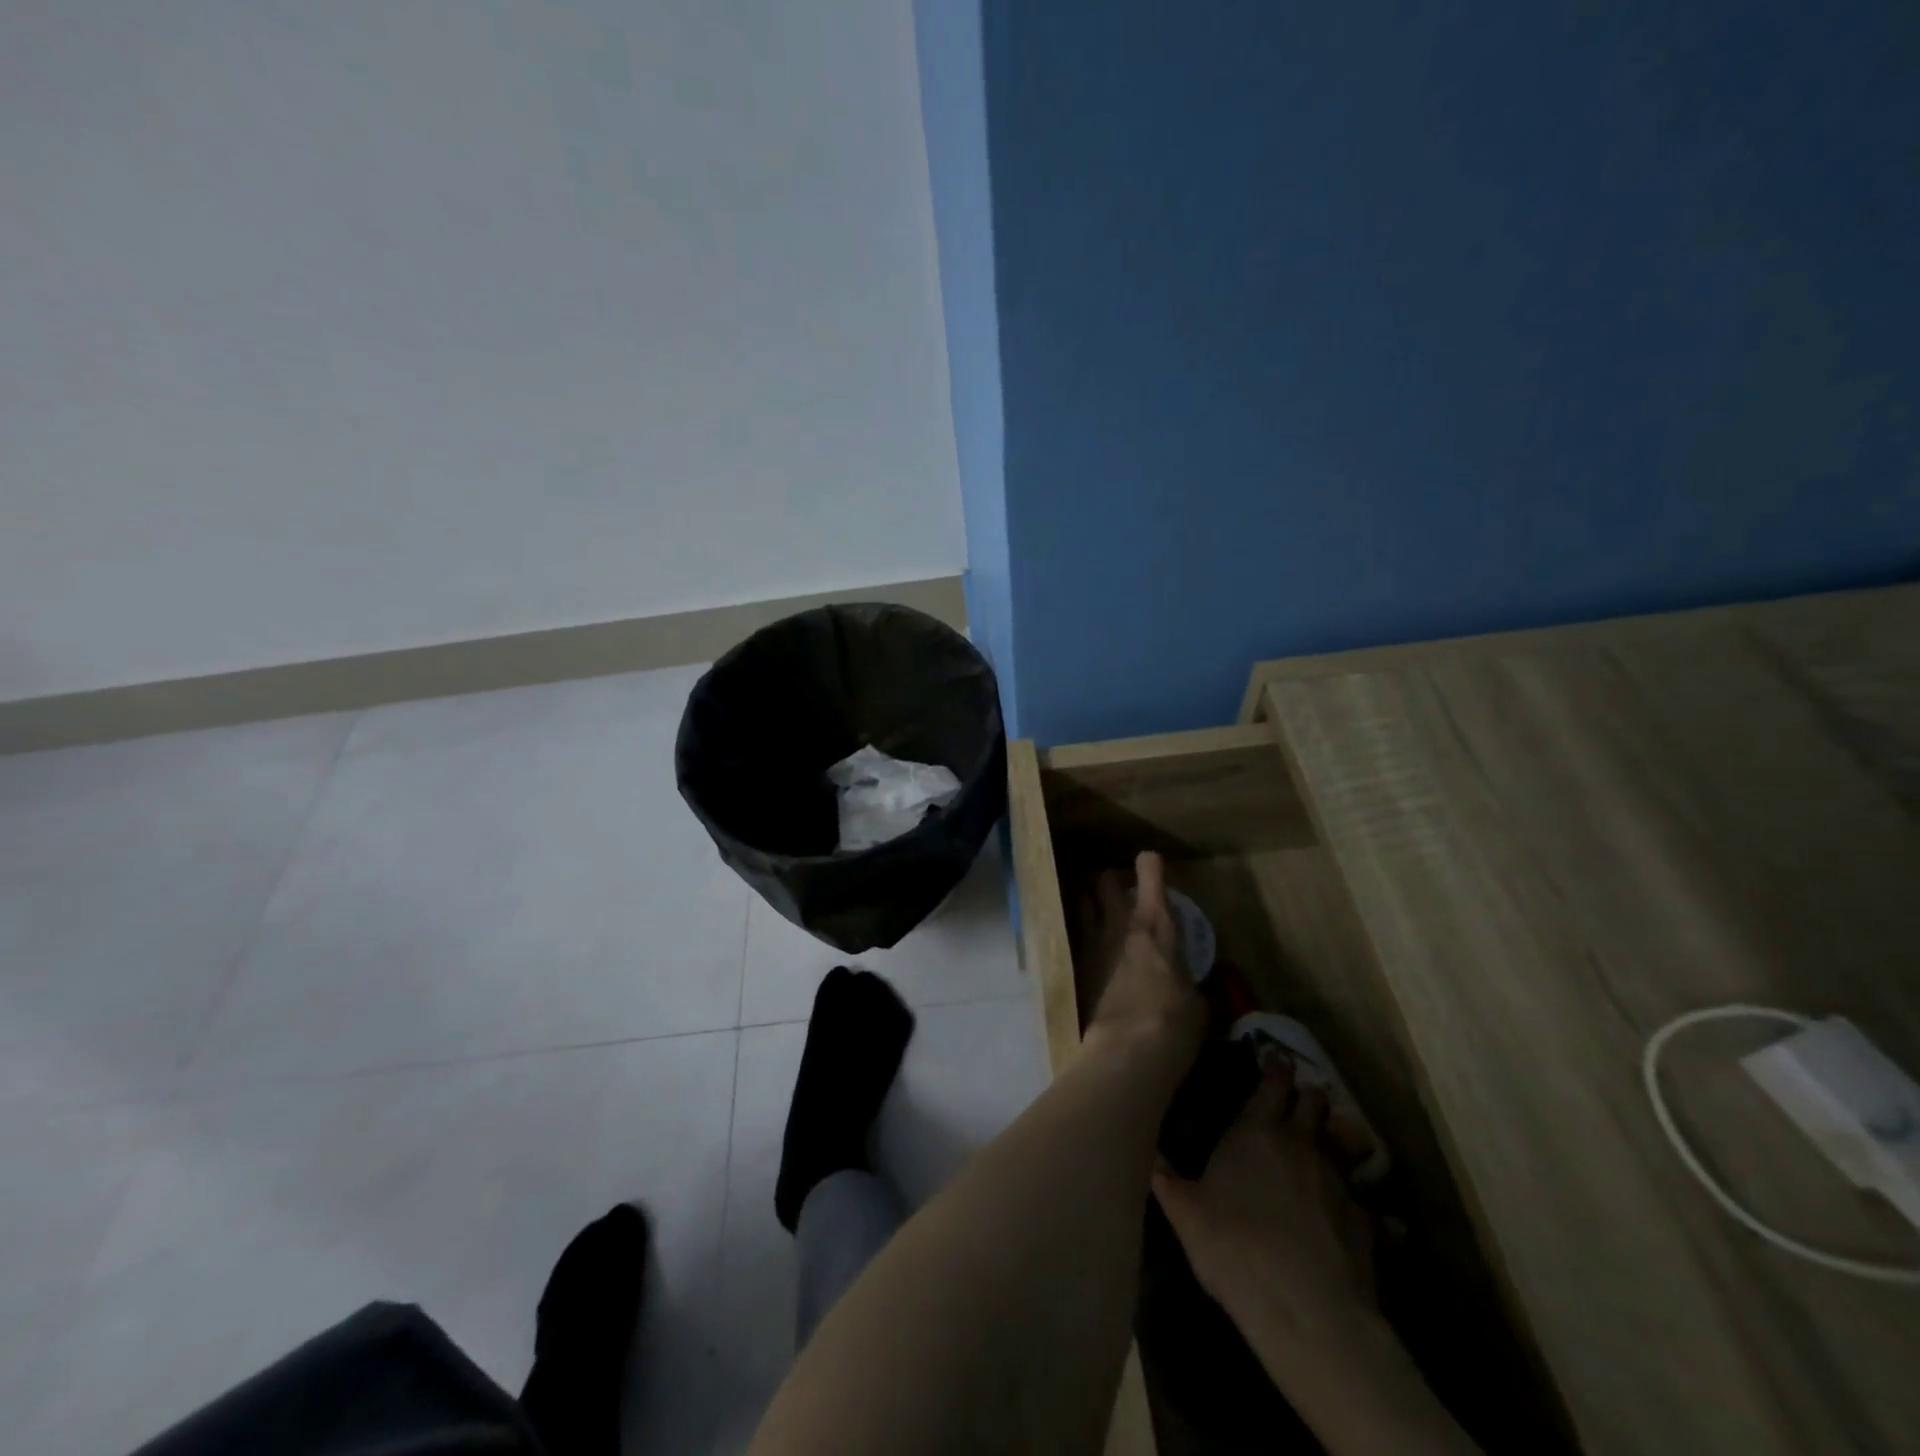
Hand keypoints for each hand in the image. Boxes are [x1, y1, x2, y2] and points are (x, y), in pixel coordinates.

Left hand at [1082, 852, 1203, 1058]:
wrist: (1126, 1050)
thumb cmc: (1174, 1022)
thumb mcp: (1196, 1002)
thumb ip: (1188, 982)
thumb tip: (1187, 985)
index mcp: (1155, 926)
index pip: (1150, 876)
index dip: (1151, 866)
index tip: (1150, 860)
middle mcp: (1120, 926)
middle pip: (1106, 883)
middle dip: (1112, 880)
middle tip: (1120, 888)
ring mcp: (1093, 946)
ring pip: (1084, 906)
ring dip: (1091, 904)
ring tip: (1098, 911)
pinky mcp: (1077, 970)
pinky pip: (1077, 939)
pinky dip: (1083, 937)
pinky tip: (1089, 949)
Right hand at [1152, 1056, 1375, 1349]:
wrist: (1308, 1312)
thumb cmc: (1235, 1247)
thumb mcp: (1184, 1213)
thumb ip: (1167, 1178)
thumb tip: (1149, 1153)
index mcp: (1257, 1130)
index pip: (1273, 1081)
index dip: (1275, 1065)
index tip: (1274, 1054)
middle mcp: (1302, 1143)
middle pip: (1315, 1099)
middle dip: (1308, 1094)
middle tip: (1297, 1098)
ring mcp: (1339, 1181)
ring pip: (1345, 1141)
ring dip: (1337, 1138)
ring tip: (1328, 1148)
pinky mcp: (1367, 1222)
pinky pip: (1368, 1202)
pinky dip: (1362, 1204)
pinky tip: (1359, 1218)